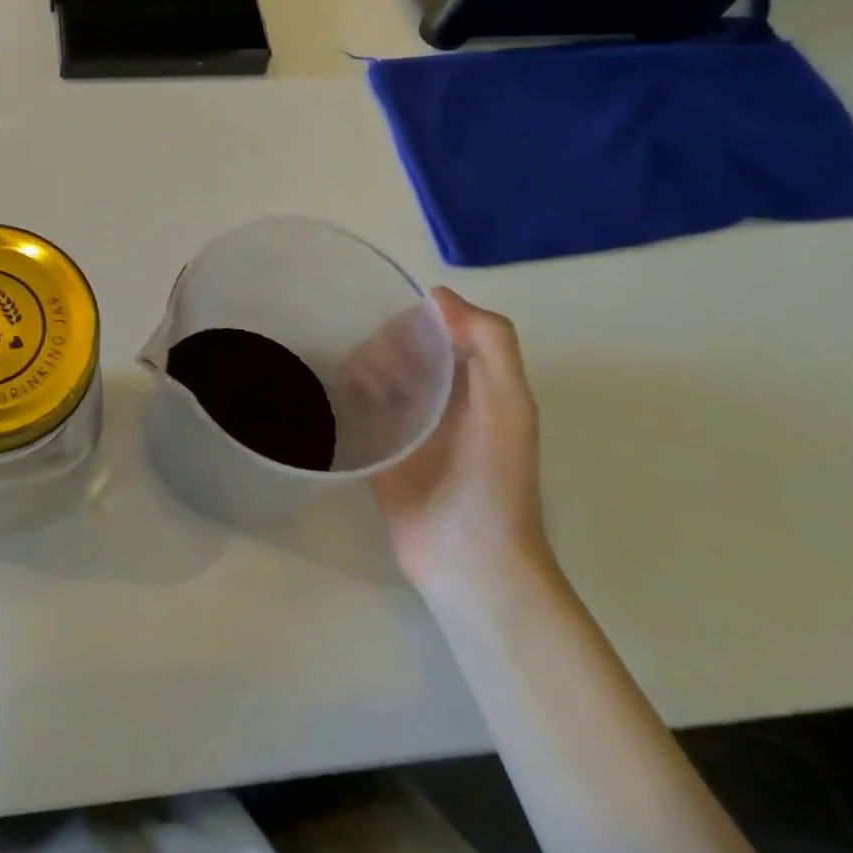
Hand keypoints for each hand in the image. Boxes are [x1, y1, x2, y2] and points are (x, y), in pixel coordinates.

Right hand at [368, 289, 546, 592]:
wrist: (468, 557)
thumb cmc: (495, 478)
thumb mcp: (509, 403)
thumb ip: (490, 341)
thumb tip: (437, 294)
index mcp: (476, 383)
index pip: (436, 330)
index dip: (414, 323)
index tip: (398, 334)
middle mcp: (441, 399)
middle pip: (401, 349)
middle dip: (385, 347)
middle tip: (381, 376)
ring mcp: (407, 426)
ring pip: (375, 373)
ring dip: (363, 368)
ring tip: (362, 391)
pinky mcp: (377, 449)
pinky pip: (355, 407)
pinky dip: (346, 393)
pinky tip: (343, 398)